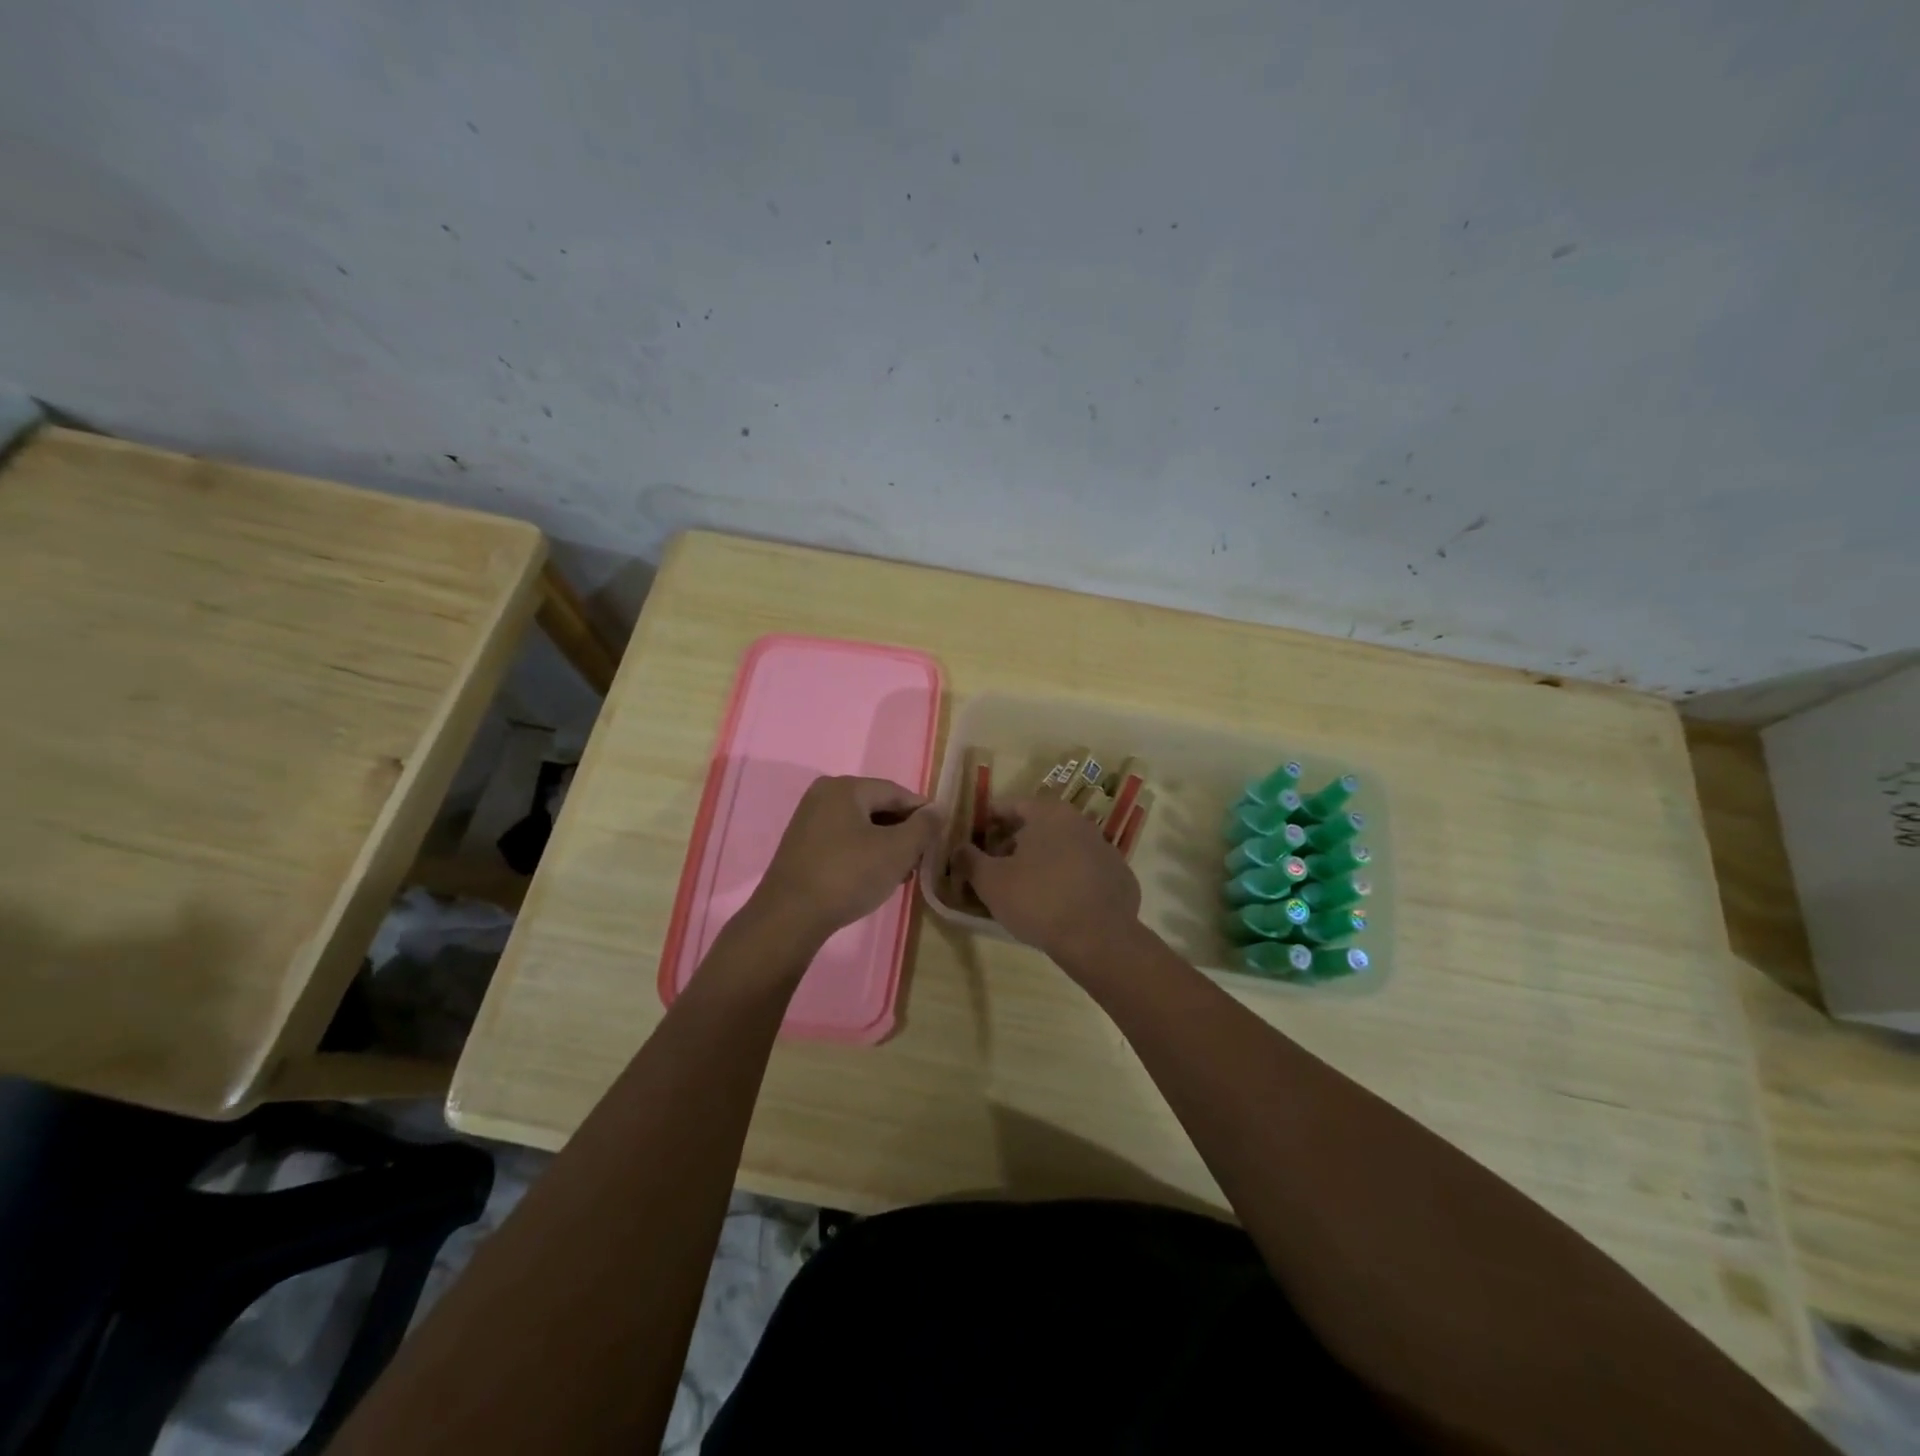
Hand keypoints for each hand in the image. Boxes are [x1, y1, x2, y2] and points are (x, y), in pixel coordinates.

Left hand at [750, 776, 943, 943]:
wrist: (790, 917)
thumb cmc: (848, 876)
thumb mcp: (897, 850)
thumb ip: (923, 826)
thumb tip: (938, 809)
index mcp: (846, 787)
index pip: (896, 792)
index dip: (923, 813)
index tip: (941, 835)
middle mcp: (824, 795)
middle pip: (877, 807)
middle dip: (903, 832)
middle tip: (922, 858)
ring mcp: (809, 820)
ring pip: (861, 826)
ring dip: (885, 845)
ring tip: (903, 873)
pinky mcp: (802, 846)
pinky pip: (843, 840)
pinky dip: (863, 854)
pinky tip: (875, 877)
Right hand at [952, 796, 1141, 966]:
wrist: (1099, 939)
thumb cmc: (1038, 900)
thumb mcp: (991, 882)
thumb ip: (970, 860)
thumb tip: (958, 849)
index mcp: (1049, 813)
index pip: (1011, 805)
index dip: (988, 822)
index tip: (974, 841)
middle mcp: (1080, 822)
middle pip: (1038, 825)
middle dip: (1014, 843)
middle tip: (995, 867)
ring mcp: (1104, 848)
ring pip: (1063, 847)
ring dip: (1042, 861)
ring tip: (1024, 889)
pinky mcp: (1119, 876)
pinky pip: (1083, 871)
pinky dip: (1067, 879)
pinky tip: (1057, 904)